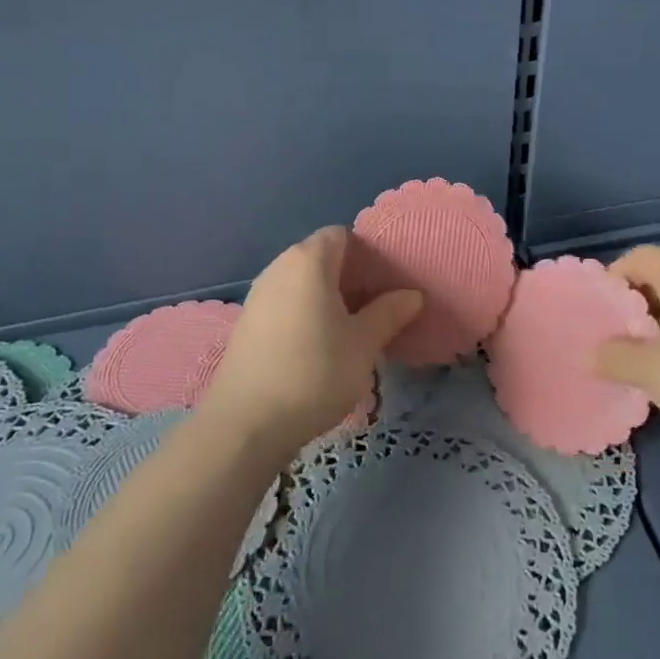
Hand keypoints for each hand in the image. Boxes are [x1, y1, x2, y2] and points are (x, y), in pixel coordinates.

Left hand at [203, 227, 422, 455]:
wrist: (247, 423)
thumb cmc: (314, 372)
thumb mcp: (363, 344)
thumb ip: (389, 313)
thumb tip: (412, 295)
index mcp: (308, 261)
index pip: (342, 235)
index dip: (367, 252)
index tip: (388, 281)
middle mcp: (279, 267)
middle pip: (320, 256)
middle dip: (350, 275)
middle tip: (377, 306)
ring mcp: (258, 295)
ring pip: (302, 282)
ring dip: (327, 296)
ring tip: (351, 328)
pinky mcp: (247, 323)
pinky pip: (285, 302)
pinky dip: (305, 312)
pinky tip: (319, 345)